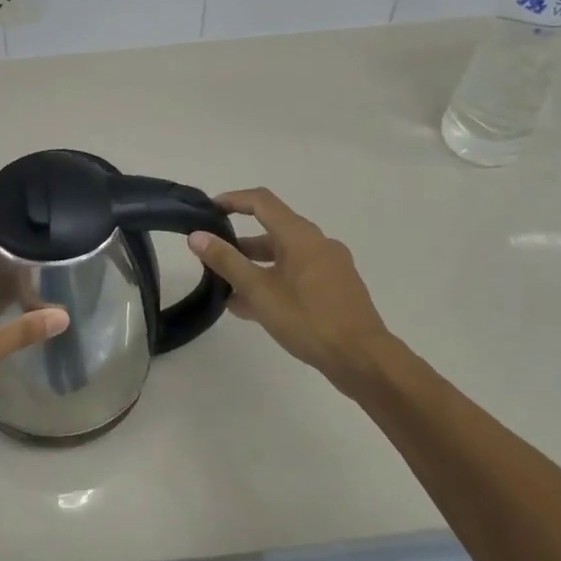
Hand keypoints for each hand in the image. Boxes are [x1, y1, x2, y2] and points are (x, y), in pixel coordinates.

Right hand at [189, 188, 390, 391]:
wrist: (363, 359)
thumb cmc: (308, 320)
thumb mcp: (259, 291)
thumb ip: (226, 262)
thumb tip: (197, 236)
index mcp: (300, 236)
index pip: (261, 202)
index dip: (233, 200)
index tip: (208, 210)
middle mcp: (318, 243)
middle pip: (272, 231)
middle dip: (240, 243)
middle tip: (213, 258)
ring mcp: (330, 266)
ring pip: (284, 256)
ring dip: (255, 267)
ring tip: (227, 289)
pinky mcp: (336, 288)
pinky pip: (297, 274)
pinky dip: (274, 281)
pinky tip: (255, 308)